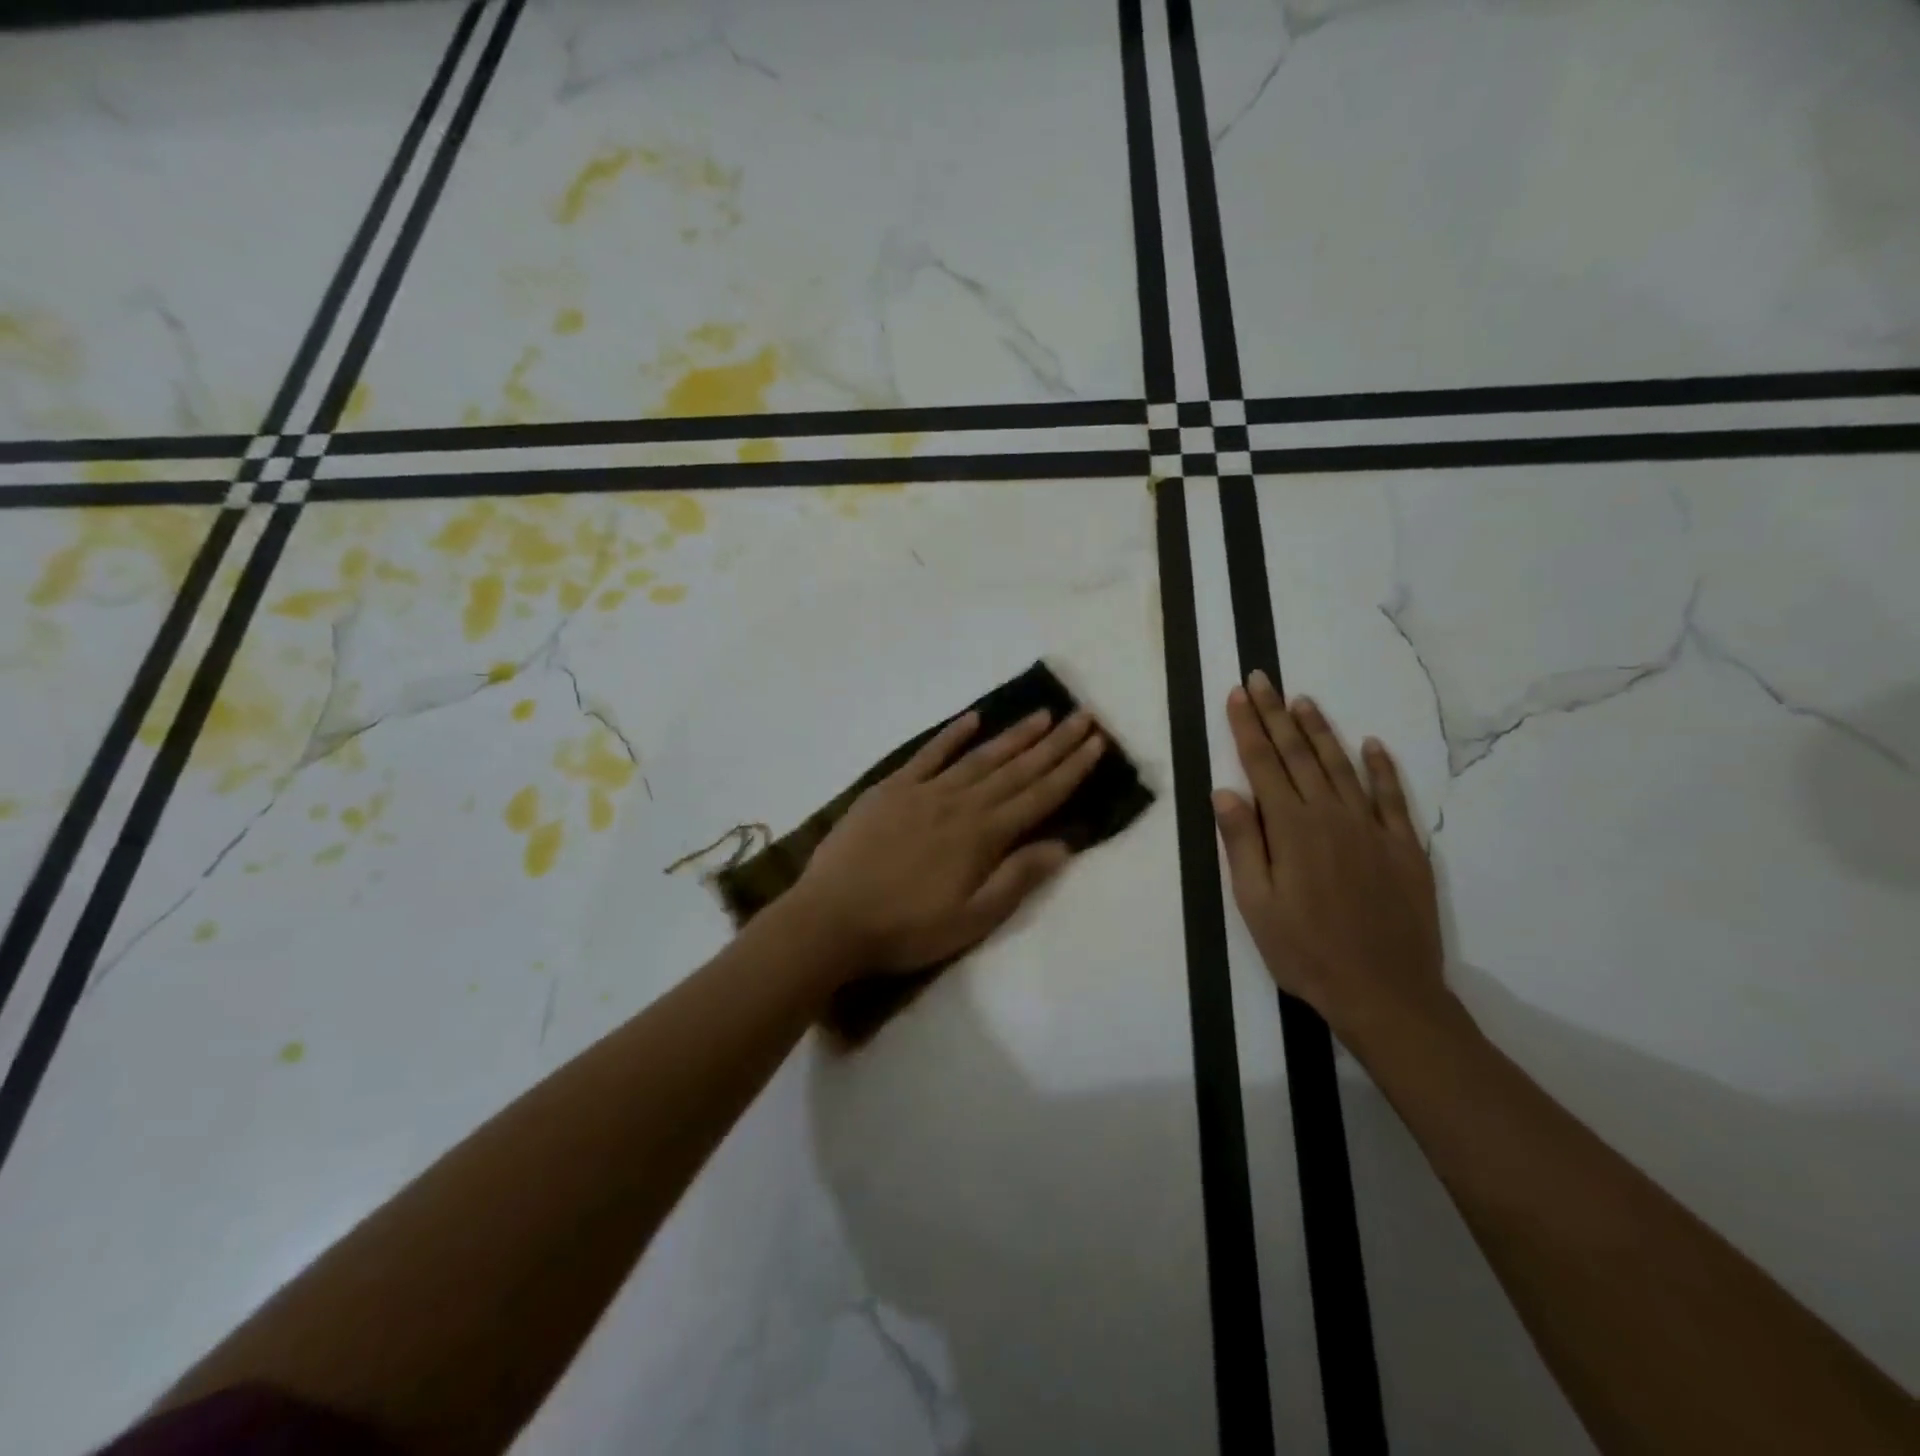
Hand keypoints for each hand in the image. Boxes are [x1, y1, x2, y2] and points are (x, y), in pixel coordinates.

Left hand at [793, 707, 1105, 976]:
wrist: (831, 918)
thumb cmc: (906, 929)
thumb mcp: (971, 920)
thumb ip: (1017, 878)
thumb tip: (1063, 844)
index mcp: (983, 836)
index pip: (1039, 796)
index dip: (1071, 769)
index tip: (1096, 743)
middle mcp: (961, 803)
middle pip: (1017, 768)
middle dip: (1054, 743)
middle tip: (1082, 717)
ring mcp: (924, 791)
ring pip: (980, 756)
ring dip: (1014, 735)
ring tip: (1042, 714)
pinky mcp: (892, 788)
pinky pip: (929, 754)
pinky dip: (952, 734)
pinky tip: (973, 718)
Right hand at [1212, 670, 1450, 1048]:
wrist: (1385, 992)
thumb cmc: (1305, 951)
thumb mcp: (1256, 904)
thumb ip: (1242, 843)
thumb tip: (1225, 792)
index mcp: (1291, 828)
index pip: (1262, 764)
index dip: (1247, 727)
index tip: (1237, 695)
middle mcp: (1331, 816)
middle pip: (1298, 754)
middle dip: (1276, 714)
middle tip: (1262, 680)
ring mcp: (1372, 828)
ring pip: (1341, 766)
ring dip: (1320, 731)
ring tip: (1303, 700)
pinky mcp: (1404, 847)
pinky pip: (1392, 796)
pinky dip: (1382, 767)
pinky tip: (1372, 745)